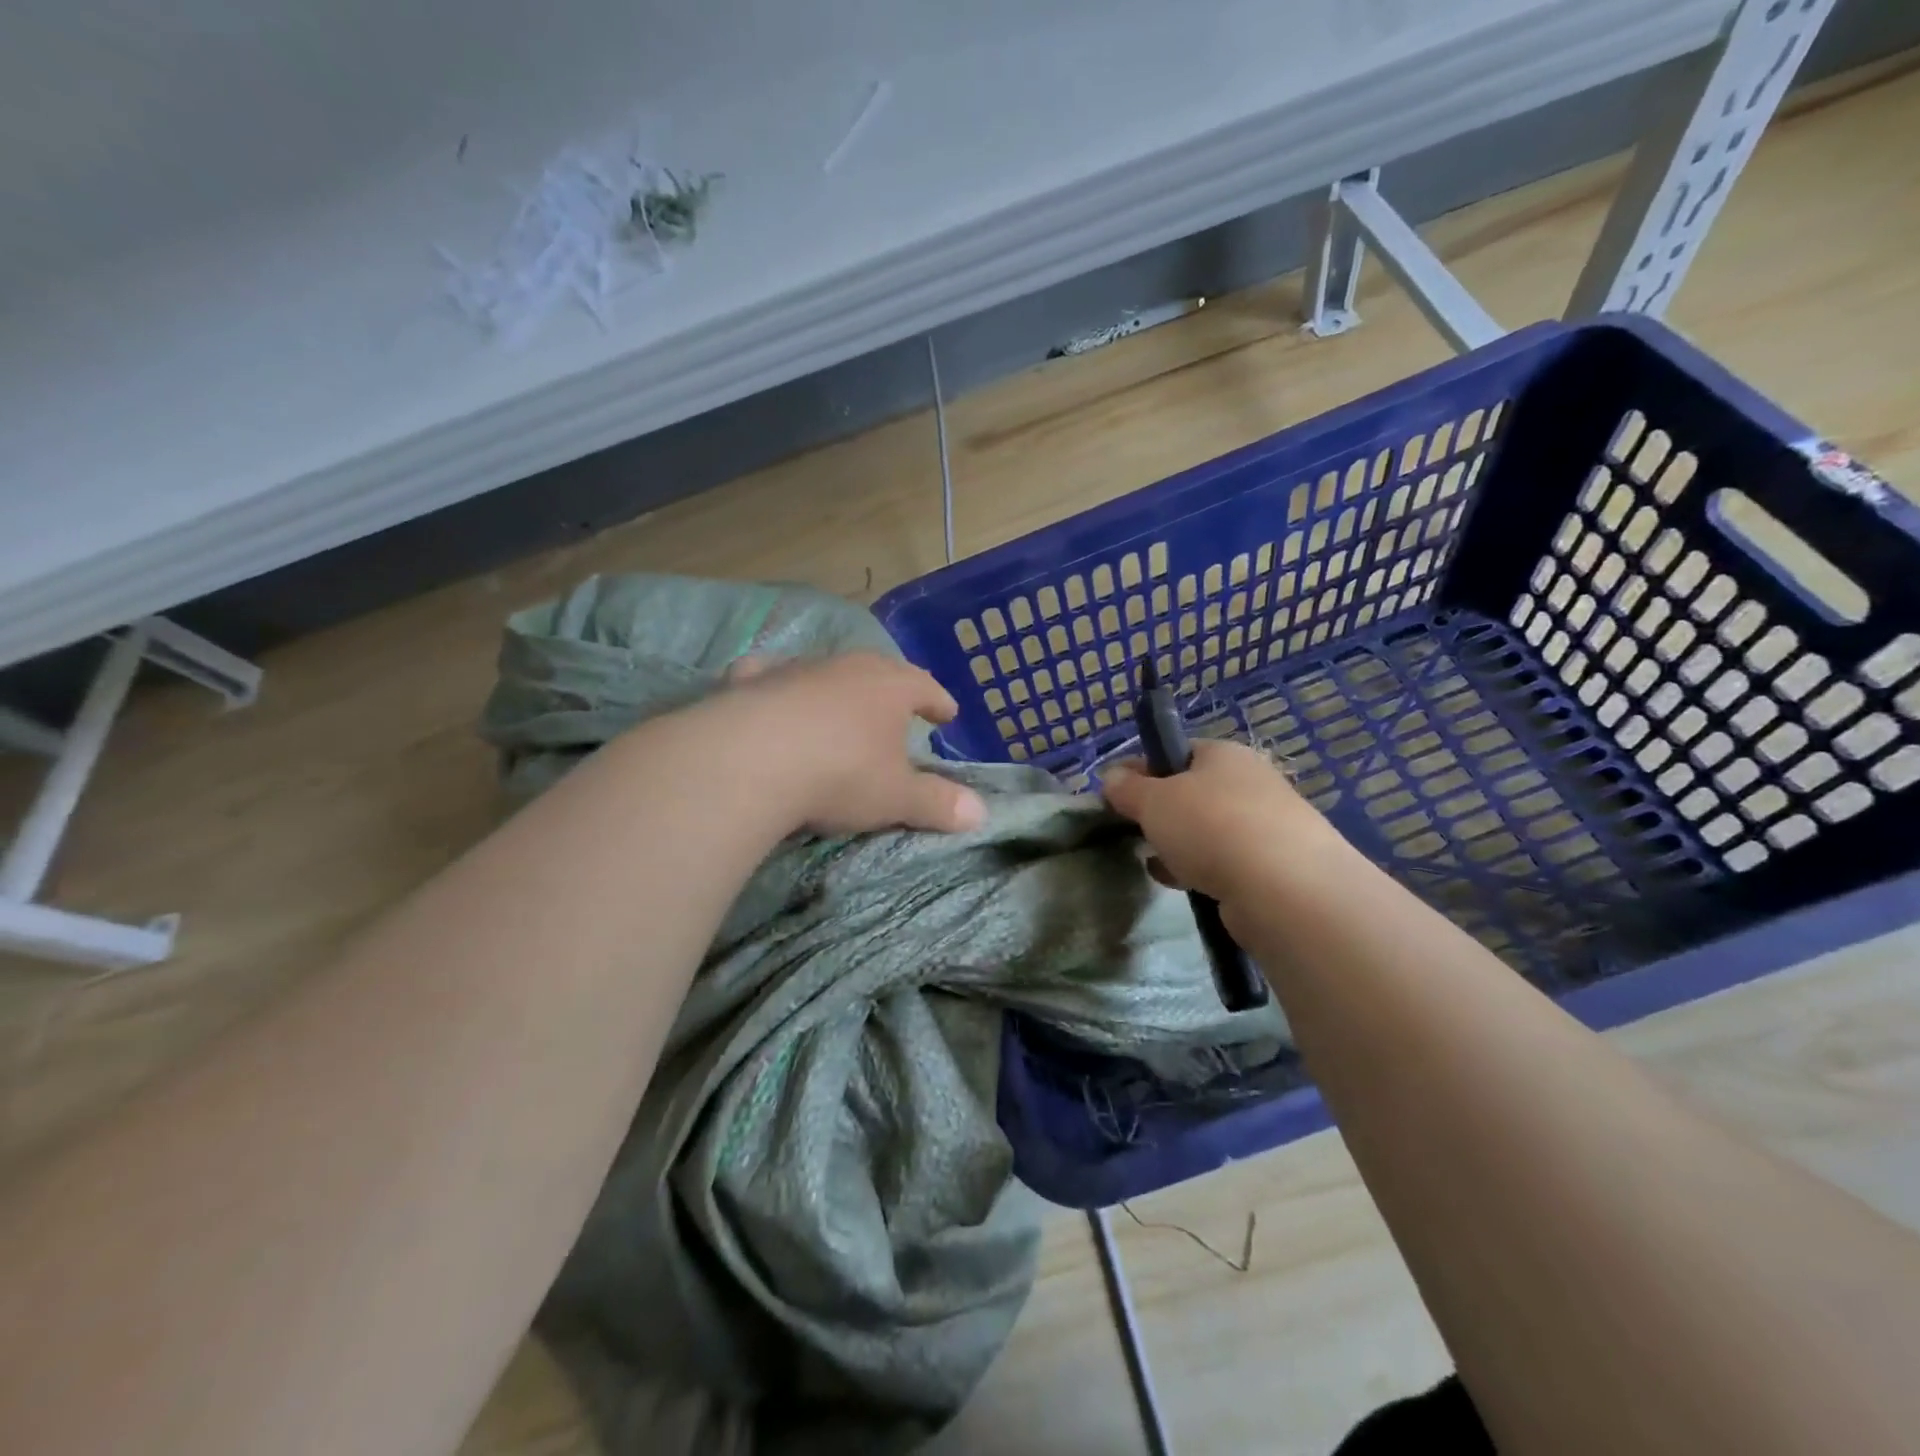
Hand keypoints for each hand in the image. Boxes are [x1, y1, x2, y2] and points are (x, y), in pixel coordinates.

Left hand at [719, 653, 987, 835]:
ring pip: (826, 671)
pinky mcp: (750, 683)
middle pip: (877, 671)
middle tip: (899, 705)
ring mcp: (795, 670)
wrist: (750, 760)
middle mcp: (846, 668)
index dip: (938, 701)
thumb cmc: (840, 775)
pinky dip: (776, 685)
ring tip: (840, 706)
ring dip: (837, 688)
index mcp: (890, 687)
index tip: (947, 712)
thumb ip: (937, 803)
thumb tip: (981, 814)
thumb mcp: (896, 798)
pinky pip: (769, 676)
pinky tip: (769, 692)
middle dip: (891, 688)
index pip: (925, 687)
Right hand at [1101, 740, 1345, 905]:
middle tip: (1136, 831)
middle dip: (1161, 812)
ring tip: (1155, 862)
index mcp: (1224, 754)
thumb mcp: (1154, 801)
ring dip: (1179, 844)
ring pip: (1208, 829)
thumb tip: (1111, 777)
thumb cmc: (1211, 826)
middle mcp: (1251, 782)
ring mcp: (1268, 825)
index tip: (1114, 794)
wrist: (1285, 889)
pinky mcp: (1275, 866)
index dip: (1142, 770)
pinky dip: (1201, 869)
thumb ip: (1127, 788)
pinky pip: (1225, 861)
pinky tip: (1181, 883)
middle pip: (1192, 792)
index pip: (1177, 752)